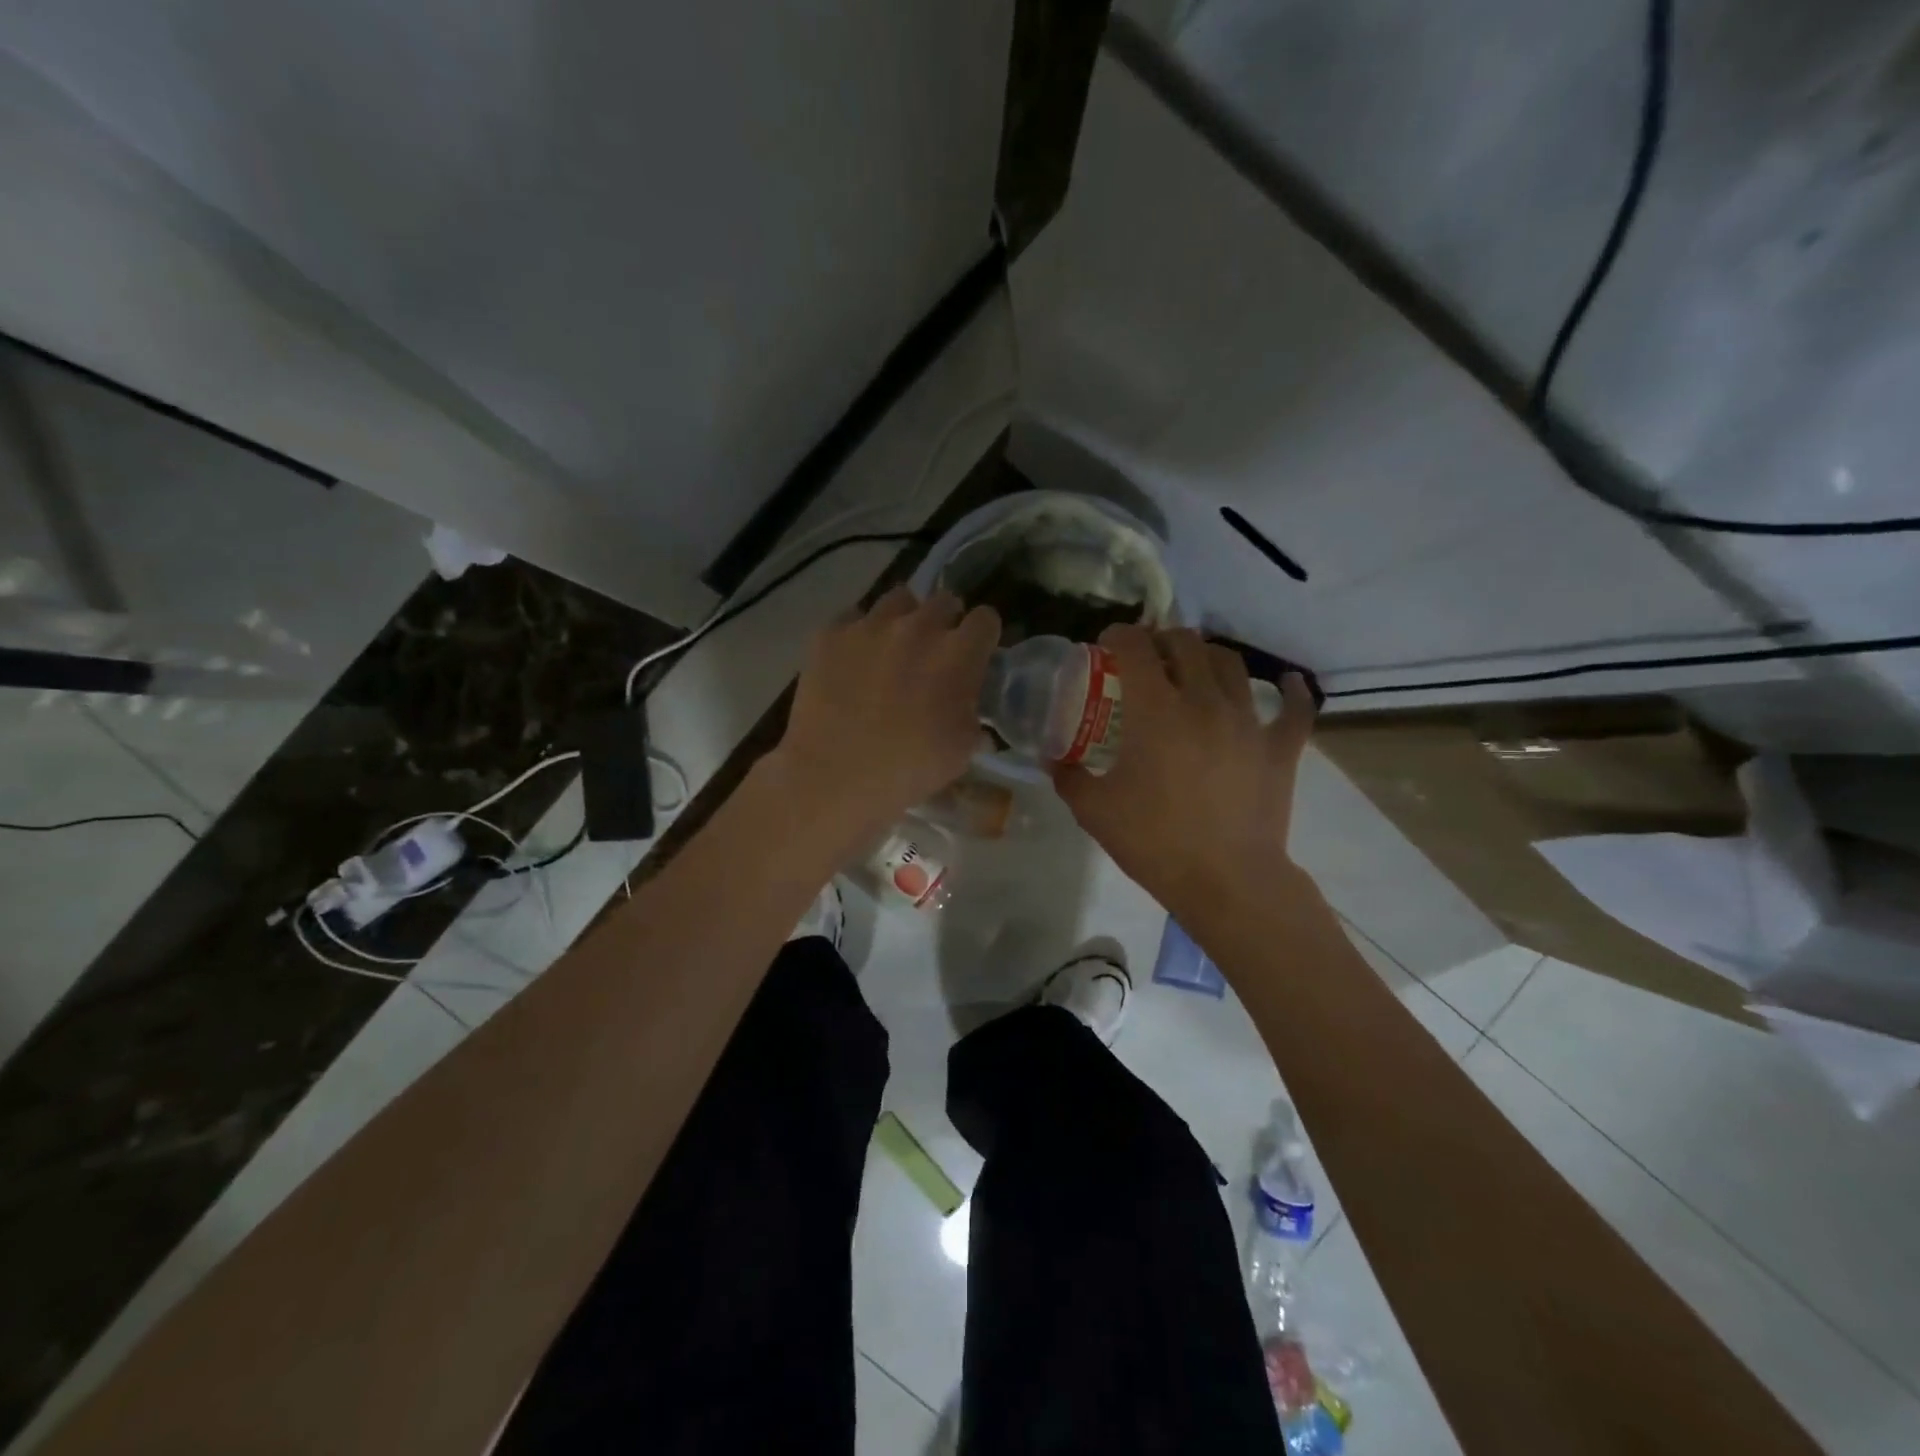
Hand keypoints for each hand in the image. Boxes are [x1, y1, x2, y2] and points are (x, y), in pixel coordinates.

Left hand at [768, 586, 999, 853]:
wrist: (833, 776)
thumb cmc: (907, 770)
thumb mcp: (961, 751)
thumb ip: (972, 715)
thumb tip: (969, 708)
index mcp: (958, 654)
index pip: (986, 619)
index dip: (983, 636)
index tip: (976, 653)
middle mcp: (917, 627)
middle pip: (944, 601)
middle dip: (946, 623)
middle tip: (935, 654)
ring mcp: (870, 626)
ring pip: (899, 600)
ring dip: (904, 619)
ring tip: (893, 648)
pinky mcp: (830, 634)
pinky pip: (852, 617)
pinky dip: (859, 634)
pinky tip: (854, 660)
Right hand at [1054, 625, 1316, 920]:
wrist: (1226, 882)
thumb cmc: (1155, 842)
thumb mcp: (1095, 811)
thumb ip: (1069, 777)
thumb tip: (1054, 759)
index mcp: (1156, 710)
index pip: (1135, 647)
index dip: (1118, 635)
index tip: (1108, 644)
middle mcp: (1204, 701)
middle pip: (1186, 644)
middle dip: (1162, 640)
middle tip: (1148, 658)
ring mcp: (1248, 721)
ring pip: (1231, 664)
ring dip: (1207, 657)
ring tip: (1195, 669)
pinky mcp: (1280, 747)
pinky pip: (1295, 707)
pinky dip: (1291, 691)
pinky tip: (1285, 682)